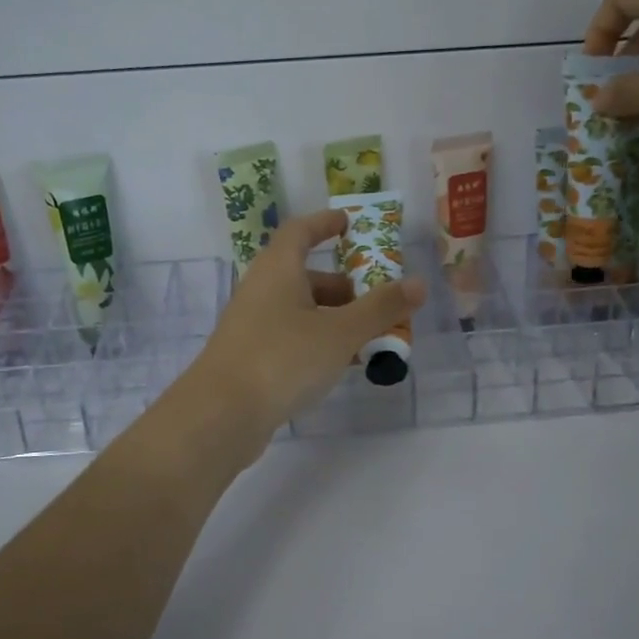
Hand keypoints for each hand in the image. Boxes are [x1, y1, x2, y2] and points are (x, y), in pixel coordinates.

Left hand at [179, 209, 425, 458]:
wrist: (220, 415)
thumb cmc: (282, 359)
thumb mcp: (340, 332)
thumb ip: (380, 308)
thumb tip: (418, 284)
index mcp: (278, 269)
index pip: (300, 231)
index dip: (325, 223)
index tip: (350, 224)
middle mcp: (261, 290)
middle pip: (306, 275)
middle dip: (344, 286)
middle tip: (379, 302)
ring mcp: (252, 325)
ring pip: (300, 311)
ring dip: (335, 319)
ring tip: (371, 339)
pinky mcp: (250, 357)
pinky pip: (291, 337)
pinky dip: (318, 342)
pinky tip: (341, 365)